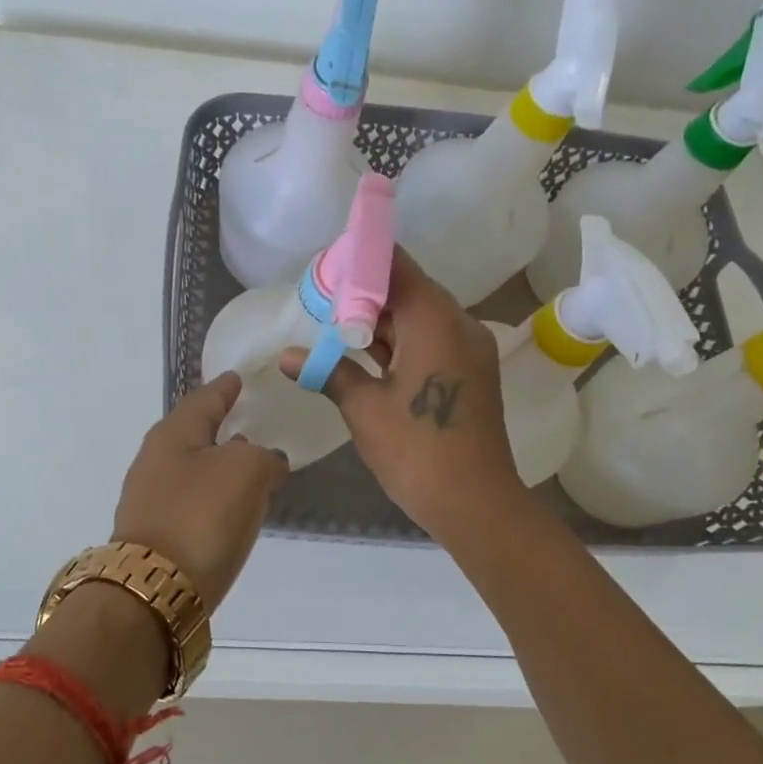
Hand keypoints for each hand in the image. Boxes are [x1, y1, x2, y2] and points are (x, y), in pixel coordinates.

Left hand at [112, 372, 288, 608]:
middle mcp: (155, 460)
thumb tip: (265, 460)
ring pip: (194, 468)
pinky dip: (215, 495)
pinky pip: (193, 500)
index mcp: (173, 434)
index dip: (226, 387)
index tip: (240, 377)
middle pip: (195, 433)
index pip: (205, 398)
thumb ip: (263, 457)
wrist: (157, 590)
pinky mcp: (156, 533)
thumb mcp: (246, 472)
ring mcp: (151, 498)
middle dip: (223, 426)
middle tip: (253, 420)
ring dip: (221, 464)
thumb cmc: (201, 516)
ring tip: (253, 464)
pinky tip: (234, 506)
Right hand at [280, 248, 521, 540]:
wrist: (475, 502)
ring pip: (418, 317)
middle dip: (363, 293)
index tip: (326, 267)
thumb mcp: (364, 408)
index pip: (396, 266)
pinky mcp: (469, 372)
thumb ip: (328, 371)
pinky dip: (398, 342)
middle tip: (319, 300)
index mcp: (434, 320)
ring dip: (379, 320)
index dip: (360, 261)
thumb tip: (287, 356)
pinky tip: (362, 354)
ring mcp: (468, 349)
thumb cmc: (416, 449)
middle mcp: (458, 324)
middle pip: (407, 290)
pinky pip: (430, 341)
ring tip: (332, 325)